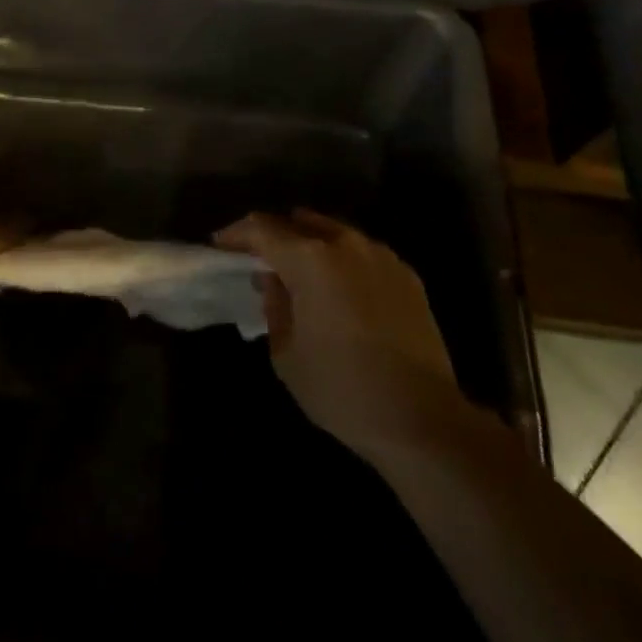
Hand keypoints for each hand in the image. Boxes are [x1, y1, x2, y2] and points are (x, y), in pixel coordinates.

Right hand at [215, 210, 475, 469]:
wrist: (421, 418)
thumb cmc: (341, 389)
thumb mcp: (287, 354)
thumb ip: (274, 306)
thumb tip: (274, 282)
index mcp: (311, 259)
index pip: (263, 229)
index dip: (237, 233)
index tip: (220, 244)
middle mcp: (346, 244)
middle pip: (301, 222)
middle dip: (276, 236)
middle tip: (260, 259)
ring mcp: (382, 256)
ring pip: (336, 234)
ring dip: (312, 245)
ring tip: (300, 272)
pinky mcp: (407, 275)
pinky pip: (364, 254)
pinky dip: (343, 261)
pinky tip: (340, 290)